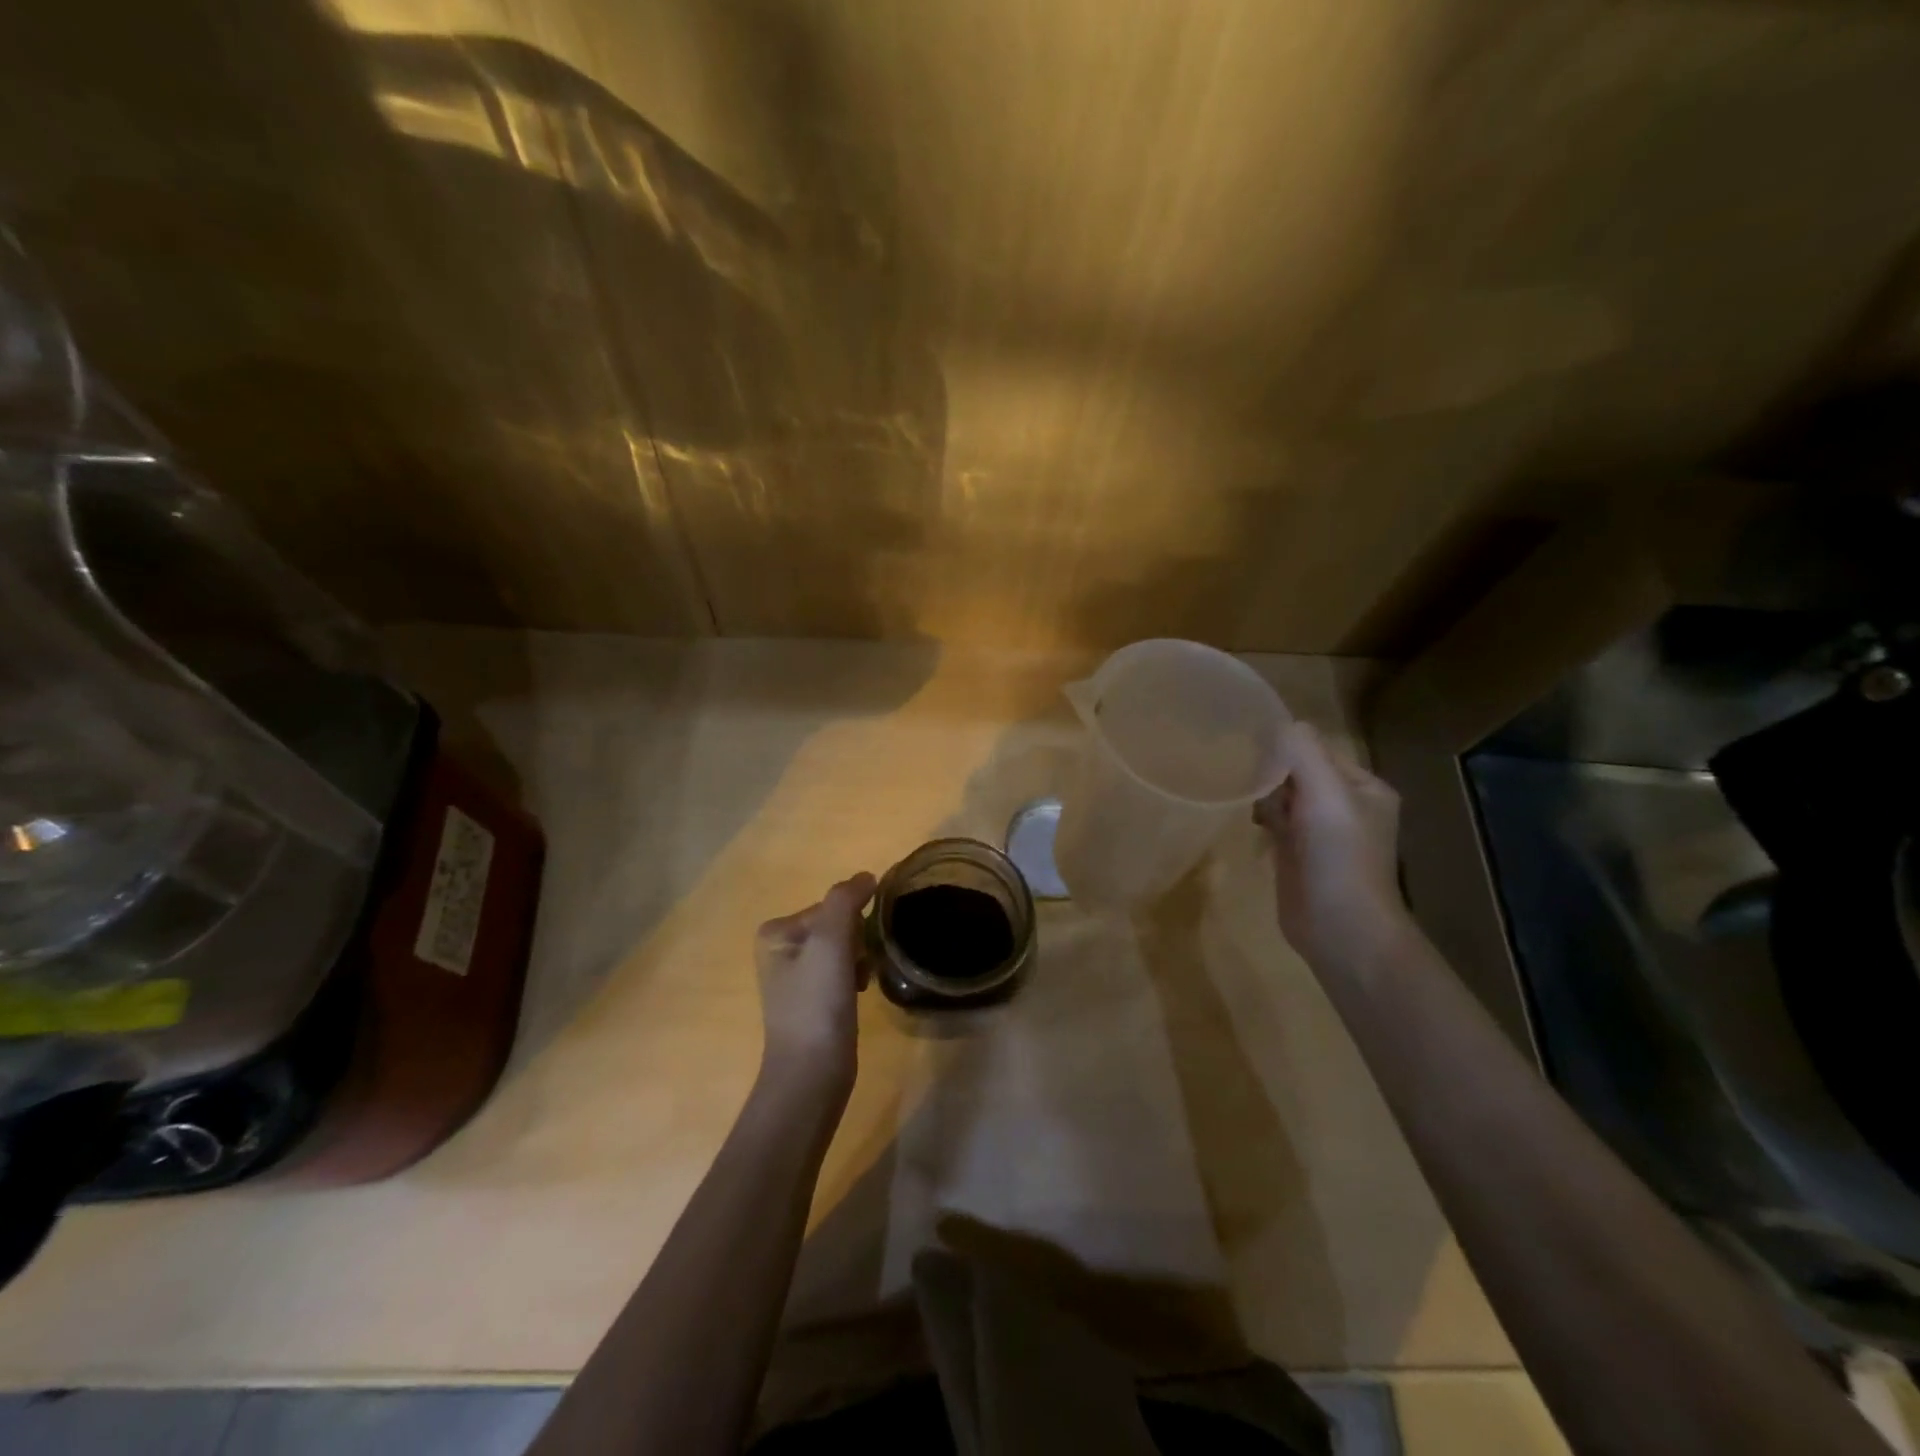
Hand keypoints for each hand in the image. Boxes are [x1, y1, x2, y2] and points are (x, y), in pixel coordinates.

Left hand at [754, 873, 876, 1098]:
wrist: (811, 1074)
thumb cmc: (817, 1004)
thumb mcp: (831, 943)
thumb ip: (846, 901)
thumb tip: (867, 876)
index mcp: (776, 931)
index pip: (831, 907)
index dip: (852, 927)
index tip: (855, 954)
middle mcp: (780, 948)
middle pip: (838, 926)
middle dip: (856, 944)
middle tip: (857, 972)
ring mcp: (795, 976)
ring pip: (844, 948)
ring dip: (859, 960)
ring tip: (858, 986)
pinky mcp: (811, 999)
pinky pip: (842, 970)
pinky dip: (855, 978)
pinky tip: (856, 996)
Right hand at [1254, 721, 1410, 970]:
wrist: (1341, 929)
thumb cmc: (1341, 857)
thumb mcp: (1327, 795)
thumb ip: (1303, 754)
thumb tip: (1280, 722)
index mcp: (1363, 788)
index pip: (1318, 750)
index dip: (1287, 746)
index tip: (1251, 744)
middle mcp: (1344, 806)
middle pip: (1298, 771)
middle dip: (1272, 769)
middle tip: (1240, 769)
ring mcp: (1319, 833)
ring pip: (1284, 796)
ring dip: (1263, 793)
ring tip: (1240, 792)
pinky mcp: (1295, 855)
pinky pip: (1274, 822)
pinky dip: (1260, 816)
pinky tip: (1246, 819)